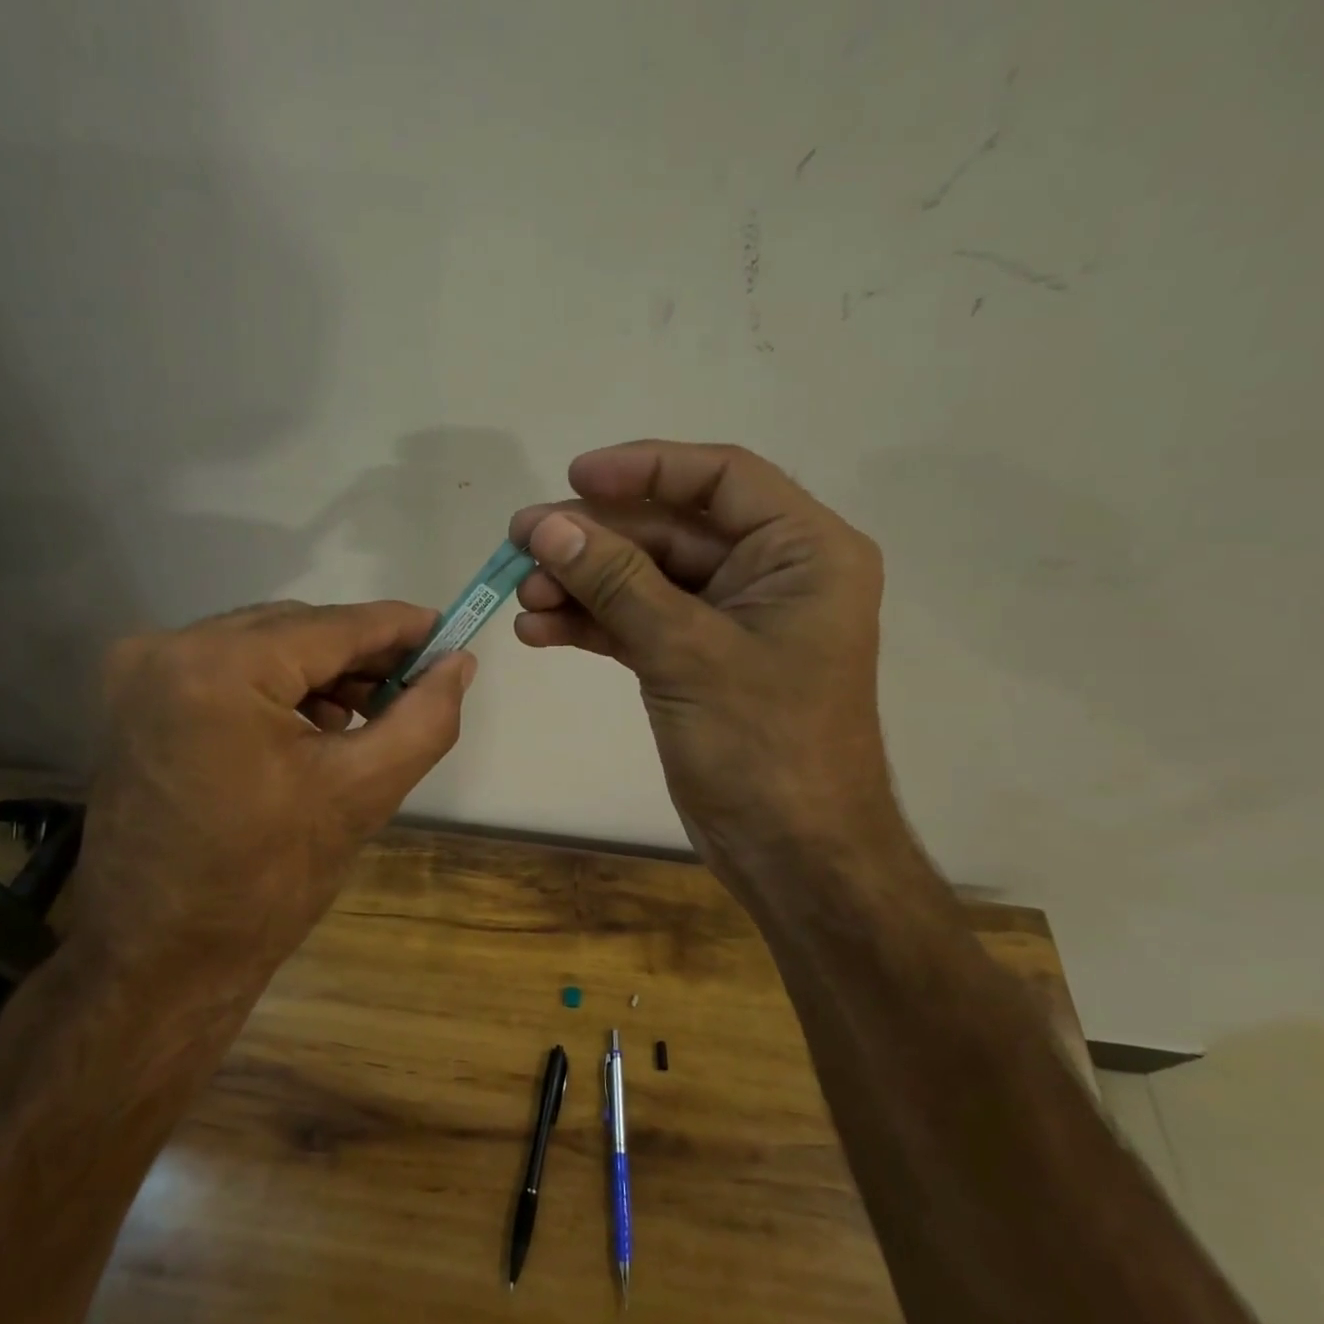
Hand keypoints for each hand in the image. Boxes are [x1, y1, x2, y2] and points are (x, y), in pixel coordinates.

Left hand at [69, 602, 474, 988]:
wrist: (158, 960)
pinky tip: (312, 724)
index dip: (399, 625)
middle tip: (416, 683)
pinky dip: (278, 685)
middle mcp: (168, 648)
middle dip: (361, 653)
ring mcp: (140, 671)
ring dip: (321, 669)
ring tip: (367, 713)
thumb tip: (459, 663)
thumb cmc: (265, 883)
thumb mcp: (362, 793)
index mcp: (220, 668)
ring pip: (262, 644)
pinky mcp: (133, 698)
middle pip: (295, 628)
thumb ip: (424, 717)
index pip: (333, 626)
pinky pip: (227, 666)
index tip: (448, 632)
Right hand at [509, 441, 897, 877]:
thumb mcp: (687, 652)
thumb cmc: (764, 746)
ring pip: (644, 579)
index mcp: (802, 551)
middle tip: (521, 542)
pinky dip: (592, 623)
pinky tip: (539, 630)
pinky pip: (638, 623)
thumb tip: (546, 525)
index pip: (721, 478)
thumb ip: (616, 581)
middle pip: (670, 530)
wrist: (793, 855)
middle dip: (594, 539)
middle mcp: (769, 575)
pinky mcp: (695, 661)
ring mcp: (728, 621)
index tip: (574, 477)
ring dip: (583, 583)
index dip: (645, 468)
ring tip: (523, 595)